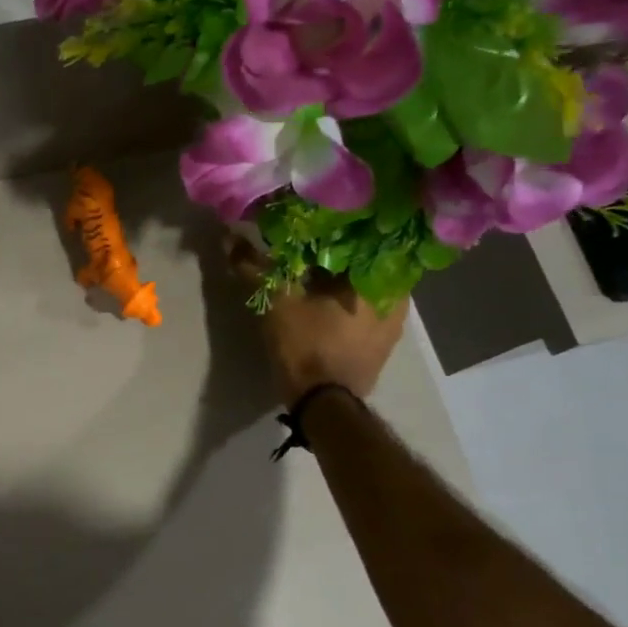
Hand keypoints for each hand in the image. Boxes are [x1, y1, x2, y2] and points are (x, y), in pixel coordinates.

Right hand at [228, 237, 408, 403]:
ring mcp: (394, 324)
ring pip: (364, 286)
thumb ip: (255, 267)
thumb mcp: (276, 302)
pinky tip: (322, 299)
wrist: (323, 405)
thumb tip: (229, 238)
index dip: (336, 225)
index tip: (312, 221)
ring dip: (340, 278)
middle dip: (337, 252)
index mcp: (380, 278)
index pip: (363, 235)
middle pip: (364, 261)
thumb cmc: (307, 346)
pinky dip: (345, 300)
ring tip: (311, 269)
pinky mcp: (381, 344)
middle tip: (307, 243)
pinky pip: (364, 308)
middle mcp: (398, 297)